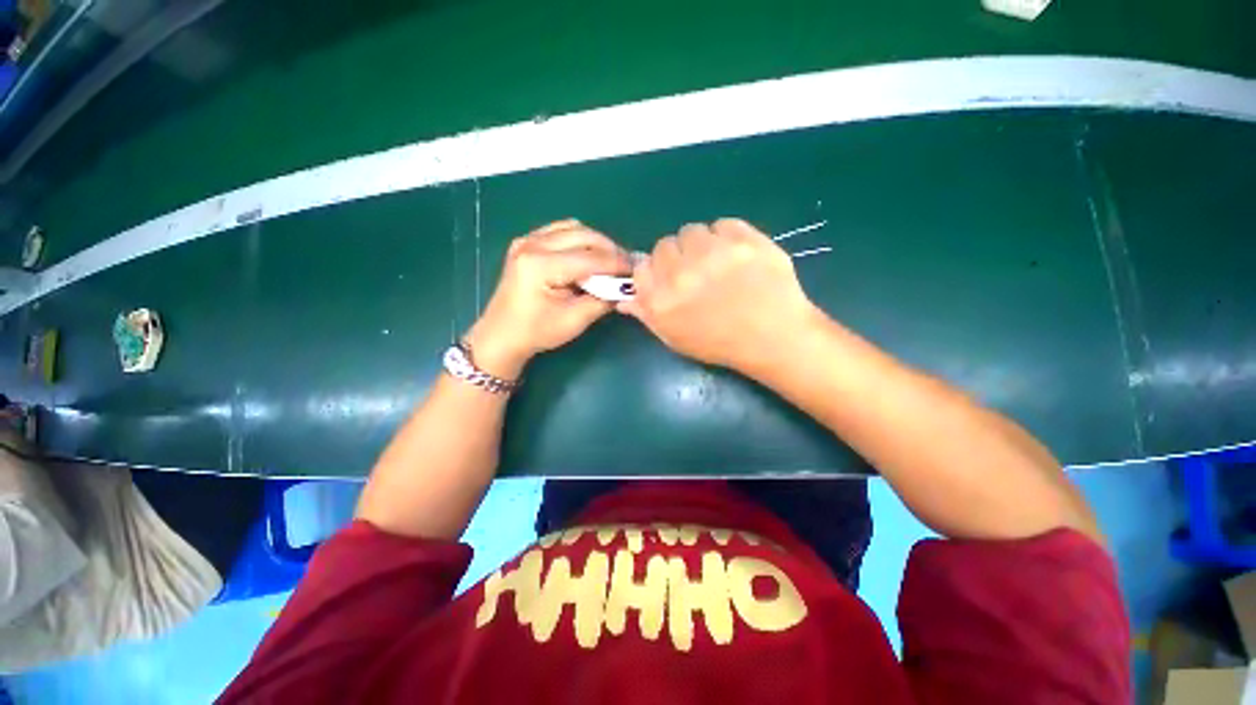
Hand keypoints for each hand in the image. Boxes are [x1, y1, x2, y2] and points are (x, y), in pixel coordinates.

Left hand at [466, 219, 630, 378]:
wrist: (502, 335)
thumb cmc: (537, 332)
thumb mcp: (575, 320)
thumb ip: (603, 300)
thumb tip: (625, 287)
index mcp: (541, 265)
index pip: (590, 258)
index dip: (617, 264)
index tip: (637, 271)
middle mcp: (532, 244)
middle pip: (584, 236)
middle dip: (610, 250)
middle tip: (627, 266)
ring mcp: (527, 240)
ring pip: (574, 228)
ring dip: (596, 243)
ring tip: (610, 261)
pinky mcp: (527, 242)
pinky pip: (561, 231)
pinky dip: (580, 240)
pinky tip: (588, 256)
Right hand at [620, 219, 818, 374]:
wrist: (774, 337)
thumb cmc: (720, 343)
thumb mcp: (675, 338)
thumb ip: (647, 314)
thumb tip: (624, 298)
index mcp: (662, 301)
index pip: (641, 267)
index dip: (655, 271)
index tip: (668, 279)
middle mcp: (682, 274)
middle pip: (665, 244)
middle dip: (677, 257)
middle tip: (697, 274)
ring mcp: (715, 253)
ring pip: (693, 231)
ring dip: (701, 245)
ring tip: (719, 265)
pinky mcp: (745, 239)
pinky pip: (723, 224)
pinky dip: (727, 237)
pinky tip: (737, 257)